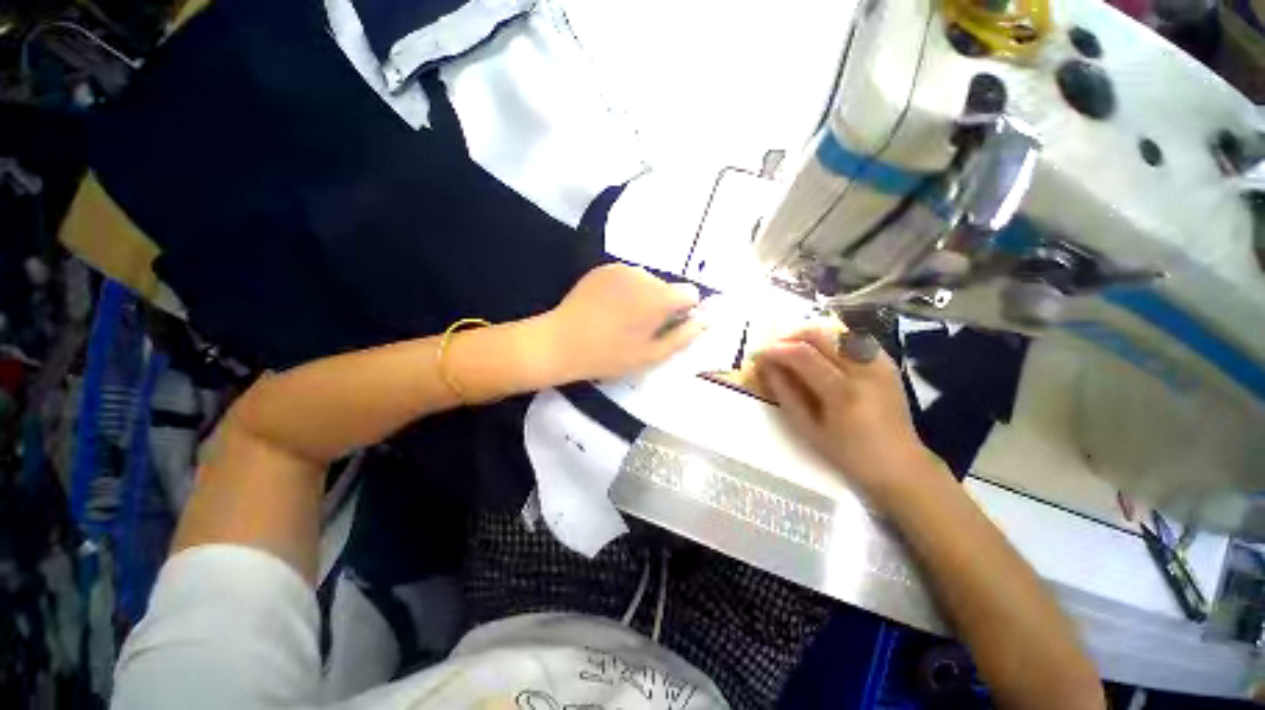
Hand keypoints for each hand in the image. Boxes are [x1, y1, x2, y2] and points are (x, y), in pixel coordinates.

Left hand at [544, 263, 703, 381]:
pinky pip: (627, 277)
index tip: (666, 327)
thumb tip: (705, 320)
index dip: (684, 312)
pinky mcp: (603, 268)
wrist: (561, 342)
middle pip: (667, 288)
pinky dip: (626, 290)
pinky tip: (608, 308)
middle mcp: (643, 275)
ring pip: (647, 282)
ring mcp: (621, 268)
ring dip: (643, 297)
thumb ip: (683, 336)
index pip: (690, 294)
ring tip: (621, 320)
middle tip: (640, 329)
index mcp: (659, 297)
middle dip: (661, 305)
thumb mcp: (651, 355)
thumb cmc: (609, 355)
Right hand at [753, 325, 945, 504]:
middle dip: (791, 336)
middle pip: (821, 335)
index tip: (759, 354)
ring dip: (810, 335)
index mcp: (843, 392)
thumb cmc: (847, 453)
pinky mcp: (887, 363)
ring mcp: (879, 363)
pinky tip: (822, 352)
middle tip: (774, 348)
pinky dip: (832, 339)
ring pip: (837, 332)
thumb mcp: (807, 429)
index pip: (803, 355)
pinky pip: (854, 339)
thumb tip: (766, 367)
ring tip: (793, 348)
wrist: (898, 463)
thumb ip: (785, 393)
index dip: (776, 350)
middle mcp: (863, 370)